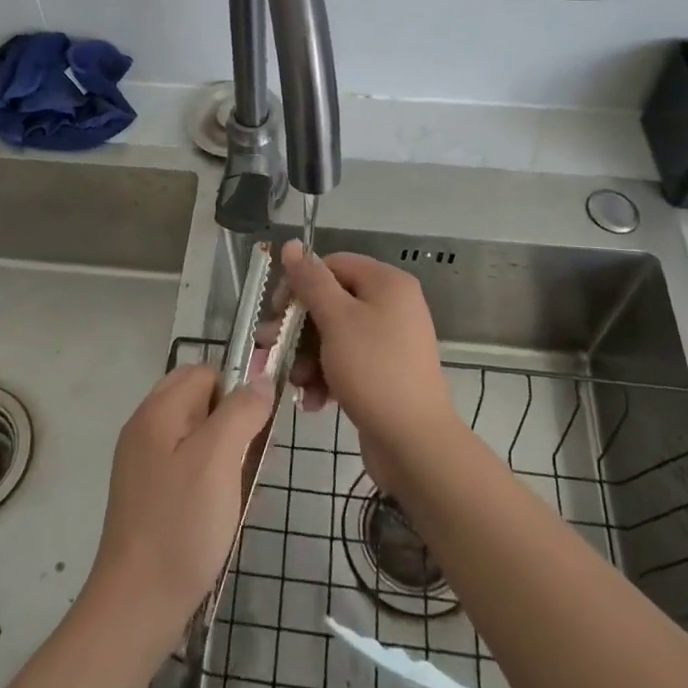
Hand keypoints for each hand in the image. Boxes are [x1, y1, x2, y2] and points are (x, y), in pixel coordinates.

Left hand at [80, 363, 273, 652]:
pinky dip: (213, 480)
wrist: (137, 607)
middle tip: (254, 459)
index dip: (236, 390)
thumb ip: (242, 411)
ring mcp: (144, 465)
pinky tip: (228, 511)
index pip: (205, 371)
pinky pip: (189, 469)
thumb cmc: (181, 525)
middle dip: (234, 423)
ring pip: (199, 437)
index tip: (258, 427)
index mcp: (157, 411)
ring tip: (244, 490)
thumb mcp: (220, 459)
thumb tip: (261, 379)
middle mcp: (146, 429)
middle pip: (201, 402)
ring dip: (228, 455)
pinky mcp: (150, 497)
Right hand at [278, 241, 464, 495]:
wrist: (415, 443)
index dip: (300, 284)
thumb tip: (292, 243)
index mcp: (386, 283)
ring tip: (295, 383)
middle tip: (271, 349)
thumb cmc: (373, 370)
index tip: (276, 312)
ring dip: (308, 357)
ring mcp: (390, 341)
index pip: (332, 265)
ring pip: (335, 336)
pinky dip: (327, 377)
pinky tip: (313, 402)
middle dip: (299, 329)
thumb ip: (311, 281)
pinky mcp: (385, 373)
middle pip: (332, 302)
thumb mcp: (336, 320)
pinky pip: (348, 362)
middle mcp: (392, 305)